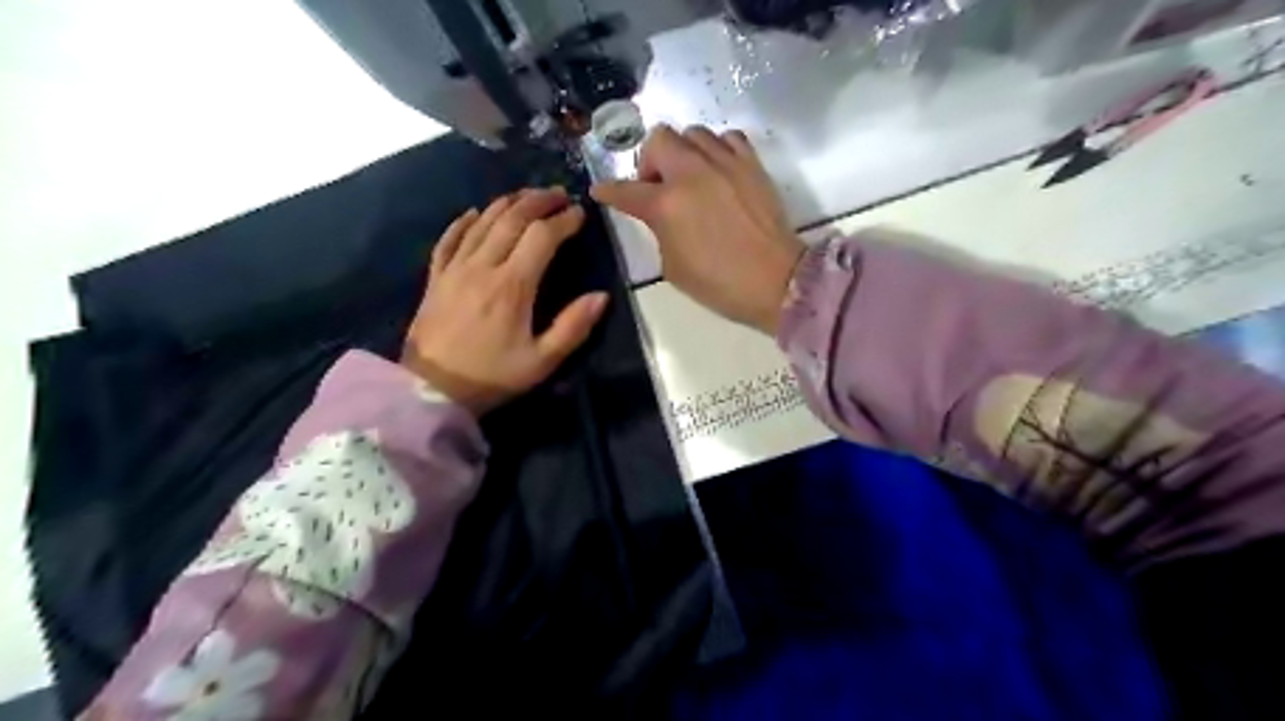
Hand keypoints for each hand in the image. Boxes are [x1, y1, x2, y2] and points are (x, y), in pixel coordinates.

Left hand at [404, 186, 609, 417]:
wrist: (430, 390)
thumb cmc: (491, 376)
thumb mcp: (541, 361)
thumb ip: (573, 327)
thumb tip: (601, 296)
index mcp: (512, 286)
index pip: (542, 237)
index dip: (564, 221)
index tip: (581, 214)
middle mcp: (483, 266)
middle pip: (512, 218)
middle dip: (539, 201)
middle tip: (560, 194)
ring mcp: (455, 268)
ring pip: (482, 221)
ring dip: (508, 203)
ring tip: (528, 196)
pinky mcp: (436, 277)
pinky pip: (449, 238)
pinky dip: (464, 221)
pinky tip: (474, 212)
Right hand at [593, 124, 800, 335]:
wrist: (776, 280)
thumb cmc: (719, 284)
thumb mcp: (673, 267)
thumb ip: (660, 232)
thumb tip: (661, 216)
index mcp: (666, 205)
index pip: (625, 190)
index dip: (608, 191)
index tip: (601, 191)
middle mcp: (691, 173)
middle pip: (658, 139)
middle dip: (650, 160)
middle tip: (657, 186)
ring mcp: (724, 163)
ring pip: (692, 132)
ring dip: (683, 152)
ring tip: (690, 176)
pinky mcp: (751, 164)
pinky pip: (727, 137)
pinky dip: (717, 148)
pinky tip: (718, 170)